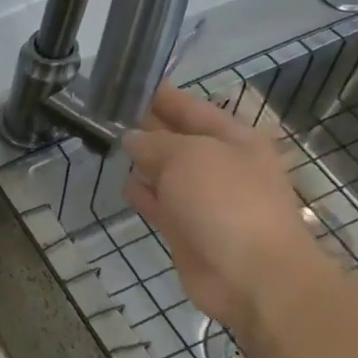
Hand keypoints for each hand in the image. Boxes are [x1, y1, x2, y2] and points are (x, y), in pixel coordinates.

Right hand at [122, 84, 326, 332]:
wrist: (252, 275)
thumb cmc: (226, 202)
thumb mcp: (187, 156)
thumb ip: (153, 142)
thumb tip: (131, 139)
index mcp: (233, 138)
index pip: (190, 107)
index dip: (161, 95)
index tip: (128, 83)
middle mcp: (220, 164)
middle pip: (176, 138)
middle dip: (146, 126)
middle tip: (106, 112)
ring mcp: (204, 199)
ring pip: (165, 171)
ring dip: (141, 161)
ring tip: (107, 144)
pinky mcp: (187, 229)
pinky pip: (159, 202)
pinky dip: (142, 193)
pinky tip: (124, 184)